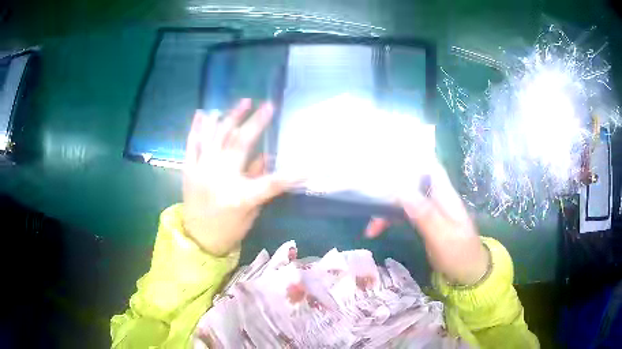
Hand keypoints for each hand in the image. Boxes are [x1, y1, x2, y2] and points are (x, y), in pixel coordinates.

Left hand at [183, 99, 292, 255]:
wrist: (197, 240)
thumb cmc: (227, 230)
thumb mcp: (249, 212)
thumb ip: (257, 182)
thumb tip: (266, 156)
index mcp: (239, 196)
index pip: (271, 182)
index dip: (292, 173)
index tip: (309, 164)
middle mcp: (219, 179)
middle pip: (240, 145)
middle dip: (256, 123)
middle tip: (267, 106)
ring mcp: (201, 171)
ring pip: (216, 137)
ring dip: (229, 117)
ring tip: (242, 102)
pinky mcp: (188, 170)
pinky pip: (192, 144)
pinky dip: (197, 128)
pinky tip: (204, 113)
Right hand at [365, 160, 489, 285]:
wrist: (467, 273)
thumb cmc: (460, 254)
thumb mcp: (443, 237)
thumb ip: (425, 215)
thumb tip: (402, 191)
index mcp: (445, 195)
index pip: (429, 167)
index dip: (411, 159)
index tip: (386, 159)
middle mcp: (436, 197)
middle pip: (411, 183)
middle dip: (390, 189)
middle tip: (368, 200)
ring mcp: (429, 210)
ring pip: (404, 199)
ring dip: (386, 208)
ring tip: (370, 226)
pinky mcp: (424, 221)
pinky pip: (403, 214)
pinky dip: (389, 219)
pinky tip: (376, 230)